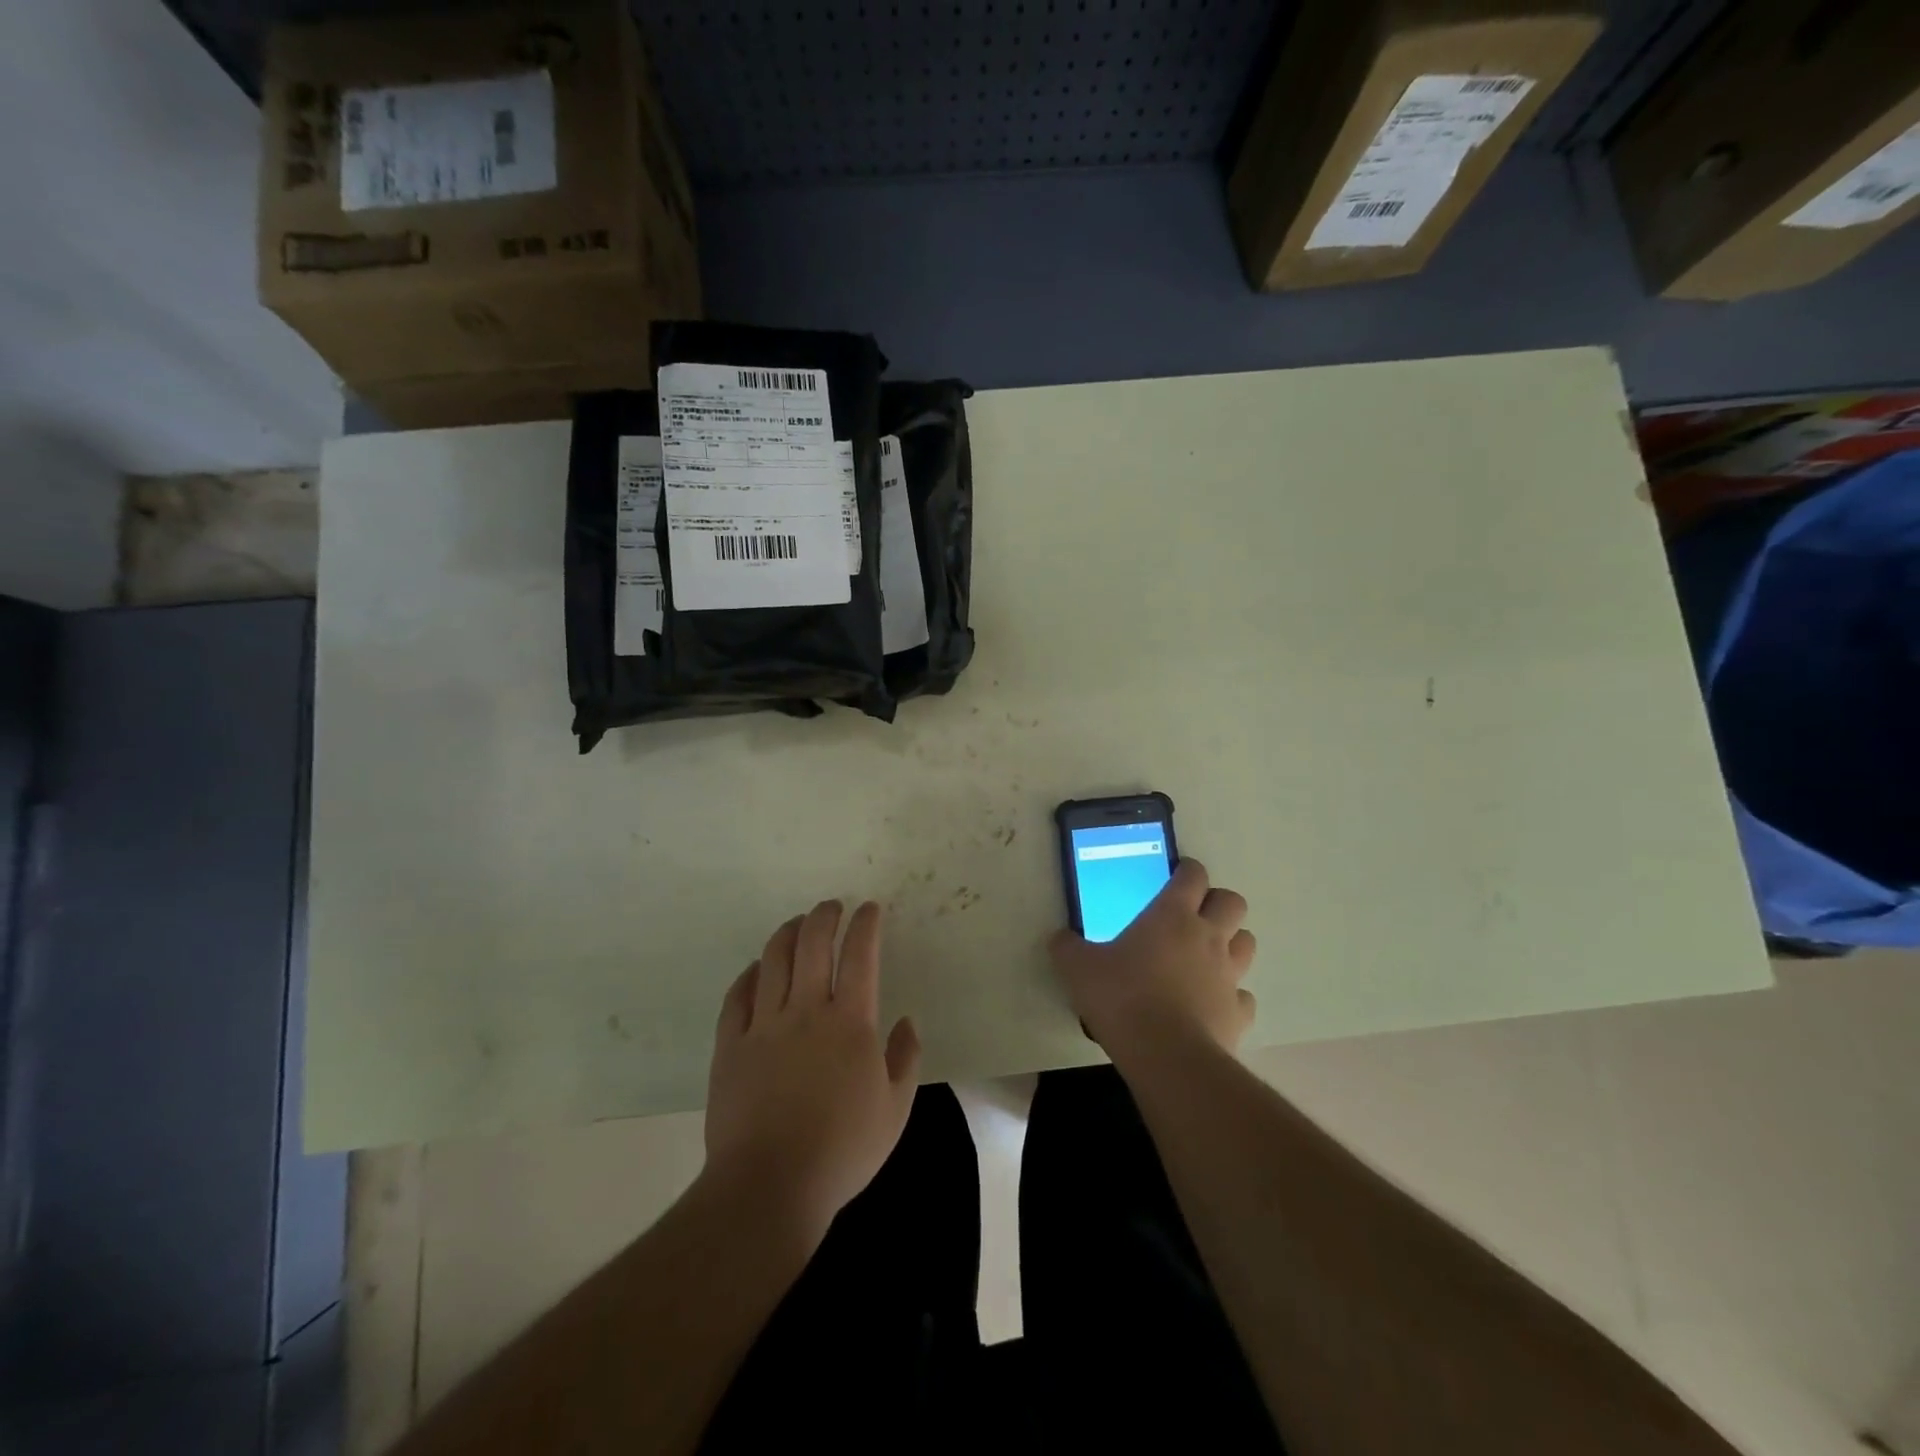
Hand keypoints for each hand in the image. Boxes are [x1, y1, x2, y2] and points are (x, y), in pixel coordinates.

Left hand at [703, 900, 920, 1242]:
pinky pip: (738, 995)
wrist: (769, 1185)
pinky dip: (750, 974)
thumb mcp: (895, 1110)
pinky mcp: (730, 1044)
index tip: (869, 909)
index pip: (860, 954)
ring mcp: (763, 1024)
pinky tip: (758, 969)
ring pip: (774, 959)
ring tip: (797, 924)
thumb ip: (905, 1058)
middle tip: (831, 907)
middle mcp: (806, 1010)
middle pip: (813, 943)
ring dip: (788, 933)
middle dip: (824, 915)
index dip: (865, 924)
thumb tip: (907, 1021)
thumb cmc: (841, 1150)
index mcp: (849, 1022)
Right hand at [1050, 859, 1256, 1065]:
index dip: (1187, 870)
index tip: (1175, 875)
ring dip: (1231, 943)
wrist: (1166, 1055)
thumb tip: (1058, 938)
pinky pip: (1243, 996)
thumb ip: (1067, 948)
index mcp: (1172, 915)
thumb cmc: (1122, 997)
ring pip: (1246, 943)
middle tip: (1193, 915)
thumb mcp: (1078, 968)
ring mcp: (1229, 975)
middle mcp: (1208, 937)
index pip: (1193, 875)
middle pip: (1233, 902)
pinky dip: (1231, 996)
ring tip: (1206, 956)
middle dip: (1217, 903)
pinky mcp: (1239, 1012)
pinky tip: (1211, 1004)